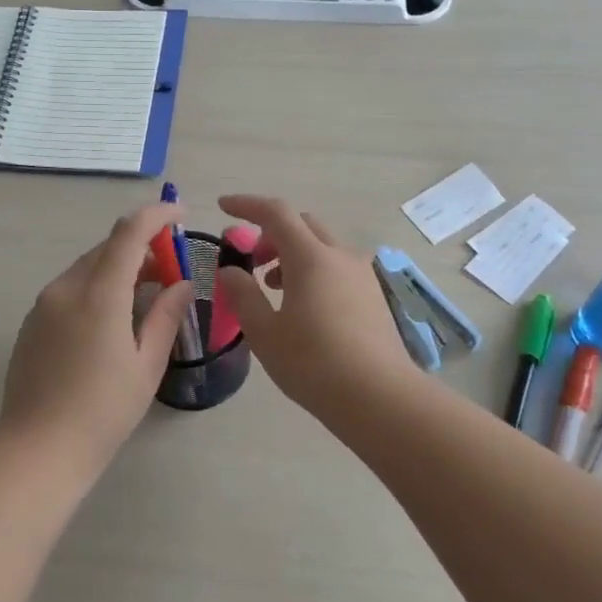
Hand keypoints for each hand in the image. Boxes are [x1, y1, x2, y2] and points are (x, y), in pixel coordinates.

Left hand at [0, 203, 193, 472]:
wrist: (38, 449)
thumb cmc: (103, 411)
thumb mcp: (146, 365)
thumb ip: (166, 316)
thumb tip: (182, 284)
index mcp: (99, 294)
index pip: (129, 233)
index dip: (156, 216)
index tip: (180, 214)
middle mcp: (66, 288)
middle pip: (106, 248)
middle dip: (141, 247)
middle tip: (170, 269)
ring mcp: (43, 305)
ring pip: (87, 268)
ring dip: (118, 268)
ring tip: (144, 295)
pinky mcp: (32, 323)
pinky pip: (70, 289)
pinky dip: (96, 287)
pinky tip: (111, 319)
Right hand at [215, 195, 415, 417]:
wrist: (378, 396)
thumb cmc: (312, 363)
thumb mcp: (264, 332)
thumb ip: (243, 294)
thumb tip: (231, 270)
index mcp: (311, 257)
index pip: (276, 213)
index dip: (247, 205)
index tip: (223, 207)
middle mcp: (340, 255)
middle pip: (302, 224)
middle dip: (270, 232)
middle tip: (250, 260)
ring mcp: (362, 274)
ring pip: (322, 245)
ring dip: (293, 253)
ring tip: (273, 286)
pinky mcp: (373, 295)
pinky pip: (337, 266)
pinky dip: (313, 269)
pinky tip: (304, 305)